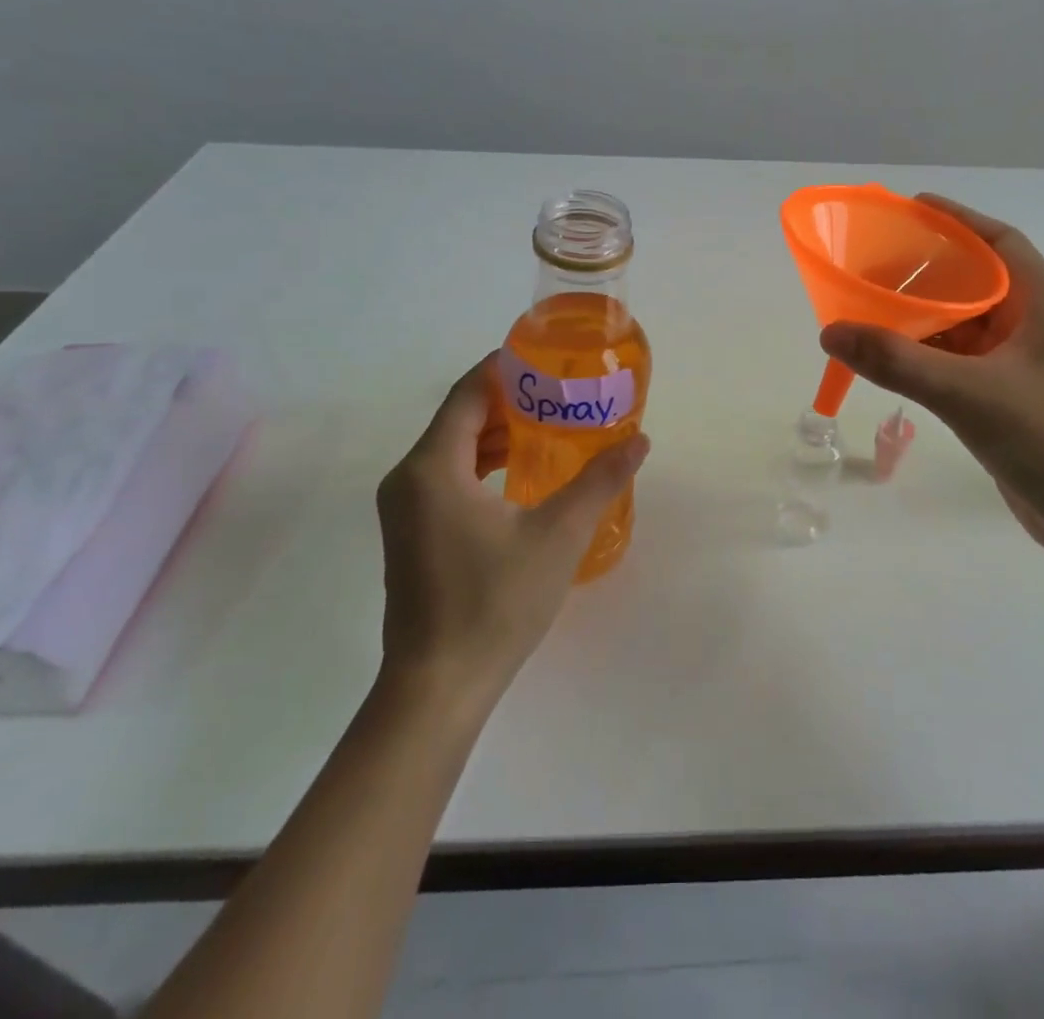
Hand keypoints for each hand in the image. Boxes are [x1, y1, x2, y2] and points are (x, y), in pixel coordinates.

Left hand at [374, 355, 649, 707]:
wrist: (438, 686)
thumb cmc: (495, 602)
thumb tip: (639, 441)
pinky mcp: (411, 533)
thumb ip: (599, 481)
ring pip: (452, 448)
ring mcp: (404, 508)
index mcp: (433, 467)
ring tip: (549, 427)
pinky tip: (521, 474)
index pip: (468, 393)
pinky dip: (482, 464)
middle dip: (509, 400)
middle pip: (459, 417)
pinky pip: (446, 477)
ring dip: (497, 433)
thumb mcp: (558, 535)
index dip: (505, 368)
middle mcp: (409, 478)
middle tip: (561, 394)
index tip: (546, 358)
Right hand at [819, 194, 1043, 558]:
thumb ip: (897, 362)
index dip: (957, 220)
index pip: (1000, 241)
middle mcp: (1038, 326)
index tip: (911, 209)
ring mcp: (1026, 365)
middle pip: (979, 281)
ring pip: (968, 325)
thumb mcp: (967, 393)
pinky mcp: (1014, 399)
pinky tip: (896, 360)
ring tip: (874, 310)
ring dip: (926, 318)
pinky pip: (964, 361)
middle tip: (876, 266)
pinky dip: (931, 355)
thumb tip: (830, 332)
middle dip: (929, 272)